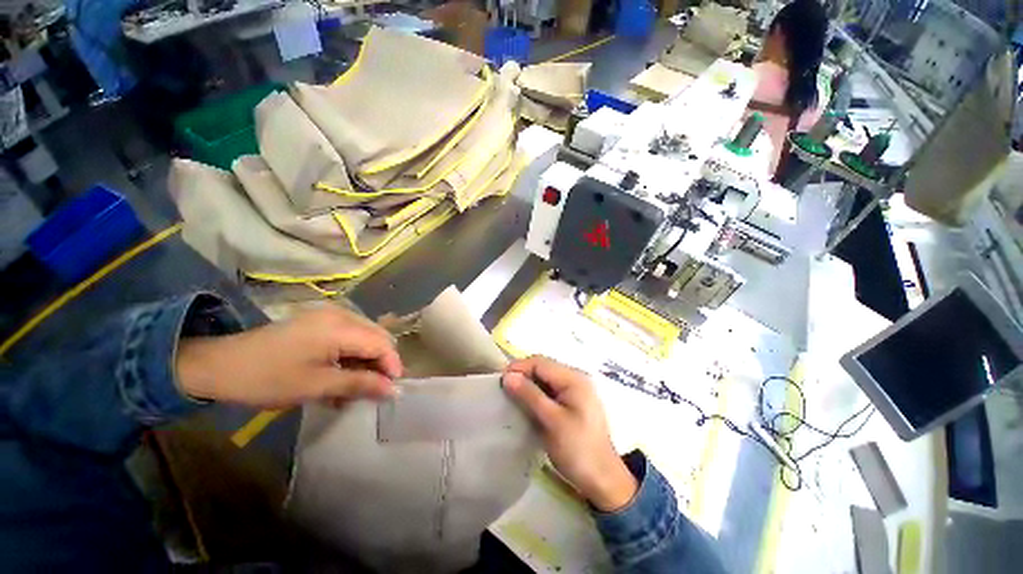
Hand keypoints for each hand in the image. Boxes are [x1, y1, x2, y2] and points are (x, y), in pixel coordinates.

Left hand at [176, 305, 401, 407]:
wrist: (218, 366)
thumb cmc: (268, 378)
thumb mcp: (317, 385)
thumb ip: (360, 384)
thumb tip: (394, 391)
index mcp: (340, 326)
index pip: (382, 343)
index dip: (392, 366)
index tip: (392, 390)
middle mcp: (341, 314)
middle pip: (377, 337)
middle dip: (381, 363)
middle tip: (374, 389)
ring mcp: (330, 315)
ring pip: (365, 337)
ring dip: (366, 361)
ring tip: (355, 387)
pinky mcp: (320, 321)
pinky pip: (349, 336)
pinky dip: (351, 355)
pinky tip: (341, 375)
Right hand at [503, 356, 637, 511]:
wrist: (602, 479)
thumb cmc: (578, 449)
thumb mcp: (552, 421)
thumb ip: (530, 395)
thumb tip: (507, 376)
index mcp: (574, 378)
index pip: (541, 362)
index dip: (519, 367)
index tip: (500, 381)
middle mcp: (575, 378)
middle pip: (543, 367)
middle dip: (522, 374)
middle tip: (503, 389)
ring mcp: (574, 389)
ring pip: (544, 378)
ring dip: (528, 384)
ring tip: (511, 396)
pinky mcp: (571, 401)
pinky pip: (549, 389)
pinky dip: (535, 393)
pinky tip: (525, 403)